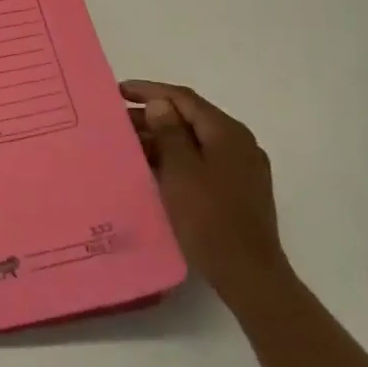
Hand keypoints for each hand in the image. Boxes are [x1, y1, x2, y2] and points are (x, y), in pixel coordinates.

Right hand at [121, 80, 288, 308]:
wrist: (249, 276)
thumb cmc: (210, 219)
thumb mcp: (181, 171)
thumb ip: (169, 132)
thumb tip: (160, 104)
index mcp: (228, 133)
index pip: (184, 99)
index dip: (150, 91)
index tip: (119, 91)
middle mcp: (239, 144)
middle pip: (190, 119)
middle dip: (153, 117)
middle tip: (117, 121)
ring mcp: (241, 169)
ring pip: (195, 142)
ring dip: (163, 139)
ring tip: (129, 144)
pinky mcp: (238, 190)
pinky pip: (202, 162)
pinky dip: (176, 159)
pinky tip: (153, 168)